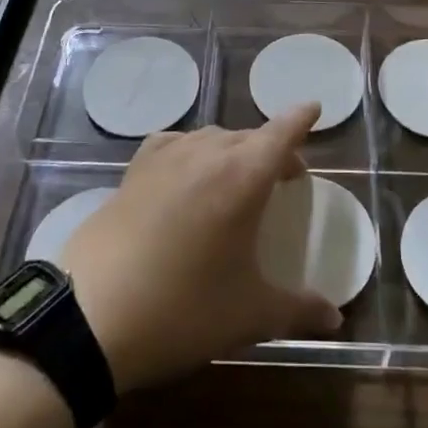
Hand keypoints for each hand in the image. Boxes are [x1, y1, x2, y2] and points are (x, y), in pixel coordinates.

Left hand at [61, 105, 342, 391]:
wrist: (91, 315)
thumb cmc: (183, 309)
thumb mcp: (248, 315)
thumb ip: (298, 310)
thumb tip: (335, 319)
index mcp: (244, 176)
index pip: (282, 132)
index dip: (301, 118)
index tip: (314, 107)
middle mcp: (208, 153)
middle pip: (249, 136)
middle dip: (272, 148)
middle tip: (284, 175)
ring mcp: (166, 157)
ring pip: (212, 138)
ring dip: (233, 151)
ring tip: (237, 178)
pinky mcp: (134, 170)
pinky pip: (173, 144)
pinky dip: (190, 150)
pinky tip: (186, 172)